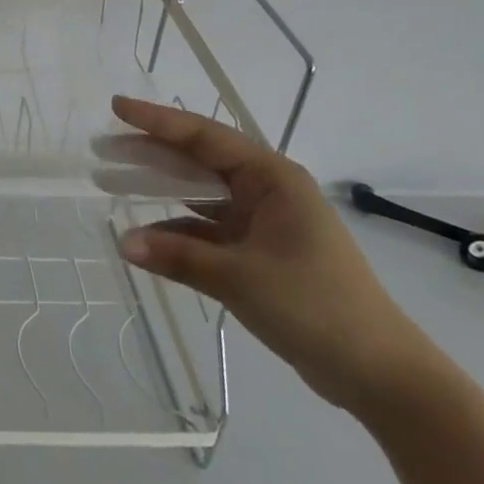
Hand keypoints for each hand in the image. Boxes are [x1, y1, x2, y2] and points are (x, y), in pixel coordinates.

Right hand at [111, 96, 437, 412]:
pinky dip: (177, 233)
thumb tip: (122, 243)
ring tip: (111, 184)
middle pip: (198, 161)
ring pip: (200, 195)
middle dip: (150, 154)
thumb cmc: (316, 307)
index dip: (156, 120)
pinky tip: (144, 240)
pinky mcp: (260, 254)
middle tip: (102, 149)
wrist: (381, 375)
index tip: (116, 108)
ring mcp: (264, 223)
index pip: (204, 136)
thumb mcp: (241, 278)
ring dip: (159, 191)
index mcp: (271, 179)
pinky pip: (207, 231)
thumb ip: (178, 257)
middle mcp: (266, 192)